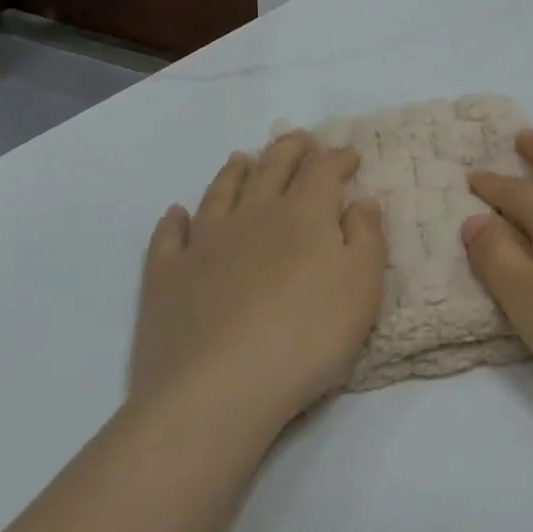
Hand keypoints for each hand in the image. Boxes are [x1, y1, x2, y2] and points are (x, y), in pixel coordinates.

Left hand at [130, 132, 386, 423]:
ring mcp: (205, 243)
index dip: (338, 157)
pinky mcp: (166, 277)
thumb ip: (366, 237)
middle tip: (301, 139)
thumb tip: (362, 200)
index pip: (324, 170)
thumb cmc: (307, 337)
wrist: (217, 392)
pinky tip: (176, 214)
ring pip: (220, 193)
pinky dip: (173, 220)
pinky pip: (168, 237)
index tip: (349, 154)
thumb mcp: (362, 287)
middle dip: (290, 149)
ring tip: (242, 158)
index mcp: (304, 214)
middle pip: (272, 168)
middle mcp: (254, 215)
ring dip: (234, 172)